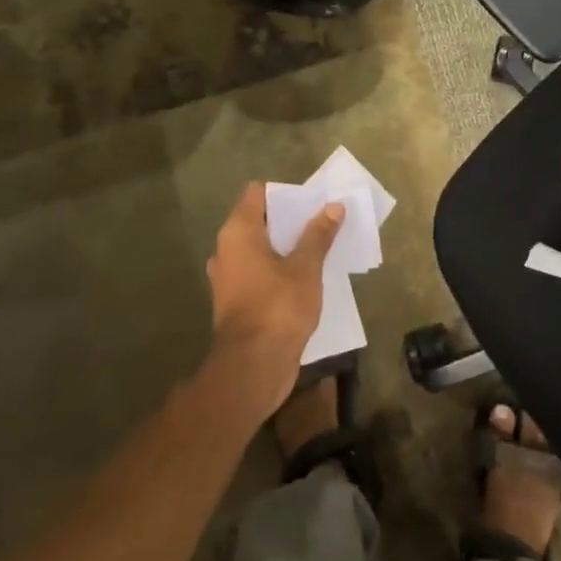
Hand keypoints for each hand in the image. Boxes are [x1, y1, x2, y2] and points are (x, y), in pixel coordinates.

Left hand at [206, 183, 345, 415]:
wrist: (253, 367)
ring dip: (285, 247)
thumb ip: (318, 235)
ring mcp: (229, 278)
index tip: (311, 200)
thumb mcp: (306, 267)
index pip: (256, 194)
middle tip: (322, 220)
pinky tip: (305, 277)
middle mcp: (227, 251)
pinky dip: (279, 270)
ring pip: (260, 250)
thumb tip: (333, 206)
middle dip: (289, 220)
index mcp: (238, 233)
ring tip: (318, 247)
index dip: (284, 193)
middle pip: (259, 222)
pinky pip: (260, 273)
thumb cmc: (278, 306)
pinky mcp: (237, 302)